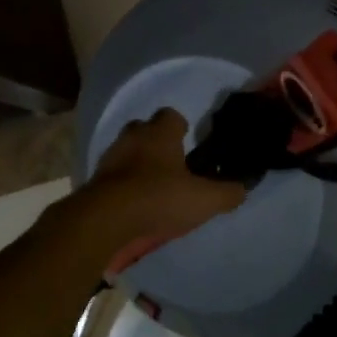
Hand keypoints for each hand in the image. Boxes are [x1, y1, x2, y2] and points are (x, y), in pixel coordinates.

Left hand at [85, 109, 246, 267]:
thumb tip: (242, 189)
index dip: (181, 128)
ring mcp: (110, 157)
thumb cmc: (159, 198)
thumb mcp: (204, 200)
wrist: (104, 220)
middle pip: (145, 130)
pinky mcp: (94, 180)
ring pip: (128, 152)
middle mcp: (133, 137)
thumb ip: (227, 193)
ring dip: (138, 165)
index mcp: (160, 133)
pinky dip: (123, 185)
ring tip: (153, 189)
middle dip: (157, 143)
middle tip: (172, 166)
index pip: (171, 116)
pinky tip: (134, 204)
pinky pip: (113, 175)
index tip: (189, 144)